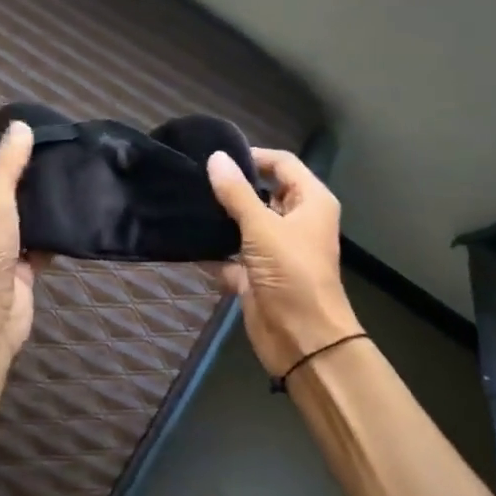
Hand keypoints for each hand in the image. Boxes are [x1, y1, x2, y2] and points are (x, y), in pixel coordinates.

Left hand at [0, 121, 46, 356]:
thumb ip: (8, 166)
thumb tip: (20, 126)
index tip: (28, 137)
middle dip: (22, 178)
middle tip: (55, 154)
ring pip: (18, 218)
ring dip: (38, 206)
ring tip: (67, 177)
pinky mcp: (16, 268)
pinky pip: (35, 243)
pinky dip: (50, 234)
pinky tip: (72, 213)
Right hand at [206, 148, 359, 379]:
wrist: (302, 339)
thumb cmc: (292, 274)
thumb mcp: (262, 228)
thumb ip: (237, 193)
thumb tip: (216, 158)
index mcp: (310, 202)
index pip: (283, 164)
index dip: (253, 157)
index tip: (216, 156)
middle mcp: (295, 222)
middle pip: (263, 193)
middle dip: (232, 187)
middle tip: (194, 177)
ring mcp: (276, 251)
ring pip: (245, 225)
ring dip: (221, 219)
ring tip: (185, 202)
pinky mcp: (258, 276)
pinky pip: (231, 258)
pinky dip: (214, 254)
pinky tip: (186, 242)